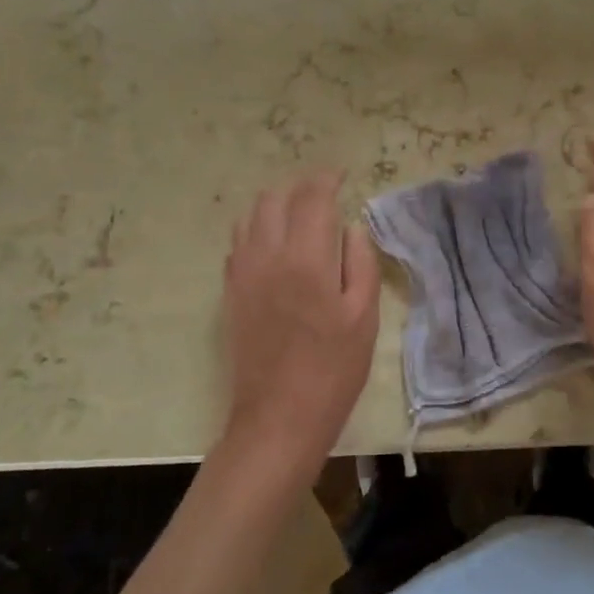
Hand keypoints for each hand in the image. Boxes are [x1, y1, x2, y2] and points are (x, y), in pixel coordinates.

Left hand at [220, 170, 379, 476]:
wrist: (278, 418)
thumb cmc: (333, 369)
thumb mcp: (364, 317)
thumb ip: (359, 262)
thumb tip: (350, 227)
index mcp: (306, 259)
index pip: (312, 197)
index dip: (327, 178)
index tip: (342, 176)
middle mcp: (267, 255)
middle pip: (275, 198)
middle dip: (301, 189)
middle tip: (325, 198)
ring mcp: (242, 273)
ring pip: (251, 216)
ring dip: (276, 207)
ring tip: (300, 219)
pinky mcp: (230, 292)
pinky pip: (239, 243)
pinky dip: (258, 231)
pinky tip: (277, 249)